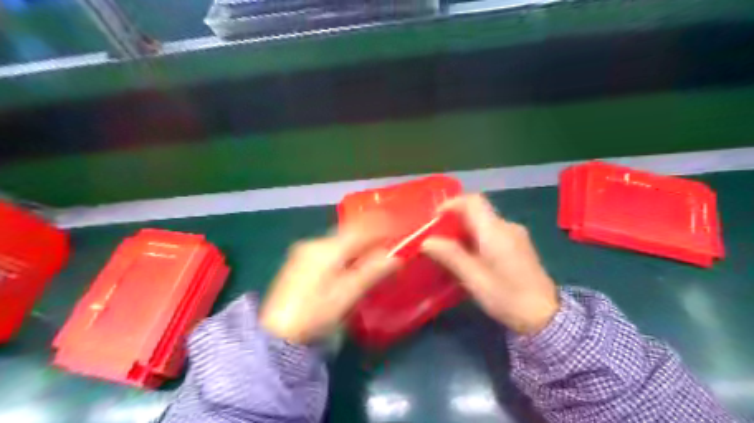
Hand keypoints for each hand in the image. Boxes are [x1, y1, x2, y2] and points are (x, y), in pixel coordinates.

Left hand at [259, 219, 399, 344]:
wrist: (276, 334)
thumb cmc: (315, 314)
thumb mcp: (347, 294)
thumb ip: (372, 271)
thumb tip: (397, 256)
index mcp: (326, 248)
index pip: (360, 229)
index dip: (381, 227)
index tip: (399, 229)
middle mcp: (314, 243)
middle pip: (349, 232)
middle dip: (370, 234)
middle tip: (390, 240)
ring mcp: (304, 251)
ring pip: (339, 240)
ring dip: (358, 242)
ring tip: (375, 250)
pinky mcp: (299, 262)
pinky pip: (329, 248)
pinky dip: (345, 250)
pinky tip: (352, 261)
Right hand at [424, 195, 557, 336]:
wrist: (546, 317)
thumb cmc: (507, 296)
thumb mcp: (474, 279)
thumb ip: (450, 256)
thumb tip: (427, 241)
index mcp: (495, 230)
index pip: (473, 201)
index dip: (452, 204)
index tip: (435, 218)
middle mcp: (507, 227)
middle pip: (477, 212)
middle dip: (455, 221)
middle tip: (438, 238)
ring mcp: (516, 236)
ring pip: (485, 224)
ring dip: (466, 231)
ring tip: (451, 251)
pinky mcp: (520, 246)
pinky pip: (494, 233)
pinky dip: (478, 238)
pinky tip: (471, 258)